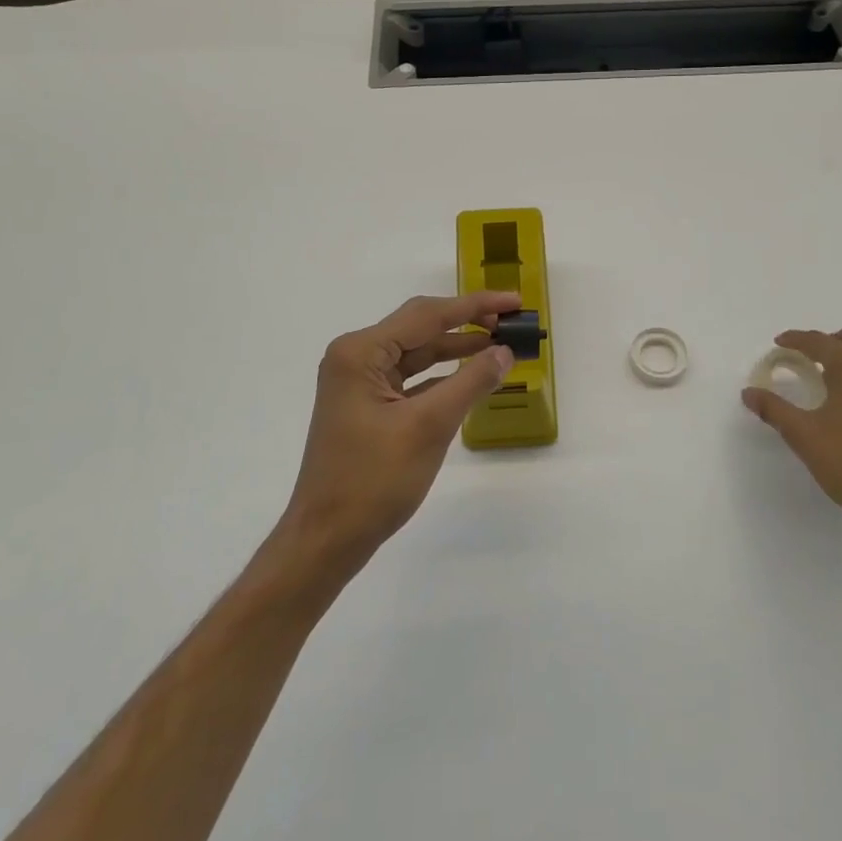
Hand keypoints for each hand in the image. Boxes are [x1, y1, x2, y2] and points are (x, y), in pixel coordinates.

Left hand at [280, 291, 518, 574]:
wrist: (327, 539)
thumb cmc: (373, 480)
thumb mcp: (429, 427)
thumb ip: (470, 382)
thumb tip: (504, 351)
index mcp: (361, 352)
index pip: (427, 315)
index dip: (475, 306)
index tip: (514, 301)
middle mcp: (355, 358)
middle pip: (420, 327)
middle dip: (467, 322)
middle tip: (510, 322)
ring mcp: (359, 383)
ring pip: (416, 352)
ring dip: (456, 348)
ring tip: (499, 345)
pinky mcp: (367, 406)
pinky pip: (411, 378)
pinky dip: (441, 375)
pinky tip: (470, 376)